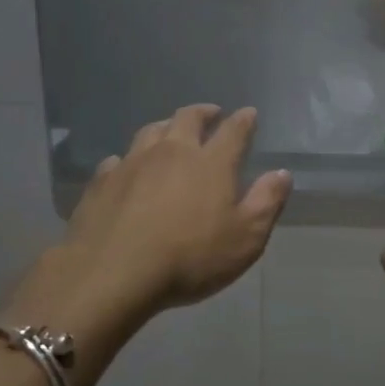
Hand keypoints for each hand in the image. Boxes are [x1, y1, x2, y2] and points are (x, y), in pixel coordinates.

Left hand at [62, 105, 291, 317]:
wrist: (113, 273)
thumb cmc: (190, 258)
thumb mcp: (245, 238)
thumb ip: (266, 202)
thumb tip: (282, 173)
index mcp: (211, 163)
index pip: (233, 131)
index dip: (243, 121)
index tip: (249, 114)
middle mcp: (172, 152)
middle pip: (187, 119)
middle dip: (203, 112)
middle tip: (211, 113)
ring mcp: (132, 163)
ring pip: (151, 132)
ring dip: (165, 126)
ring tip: (170, 130)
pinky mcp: (102, 182)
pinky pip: (118, 160)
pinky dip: (128, 159)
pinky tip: (126, 167)